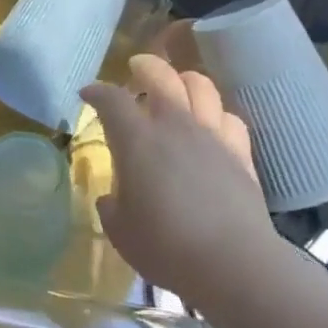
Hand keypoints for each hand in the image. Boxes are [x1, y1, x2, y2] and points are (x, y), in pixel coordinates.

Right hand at [80, 55, 271, 305]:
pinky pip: (229, 116)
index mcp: (138, 140)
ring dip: (185, 79)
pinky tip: (211, 122)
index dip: (97, 91)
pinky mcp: (240, 152)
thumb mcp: (120, 231)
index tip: (87, 94)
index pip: (112, 99)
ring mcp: (212, 135)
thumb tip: (112, 197)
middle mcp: (175, 125)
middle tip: (136, 68)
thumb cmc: (165, 246)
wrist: (232, 261)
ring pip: (201, 86)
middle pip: (162, 75)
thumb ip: (111, 206)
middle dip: (145, 66)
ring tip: (177, 86)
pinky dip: (215, 112)